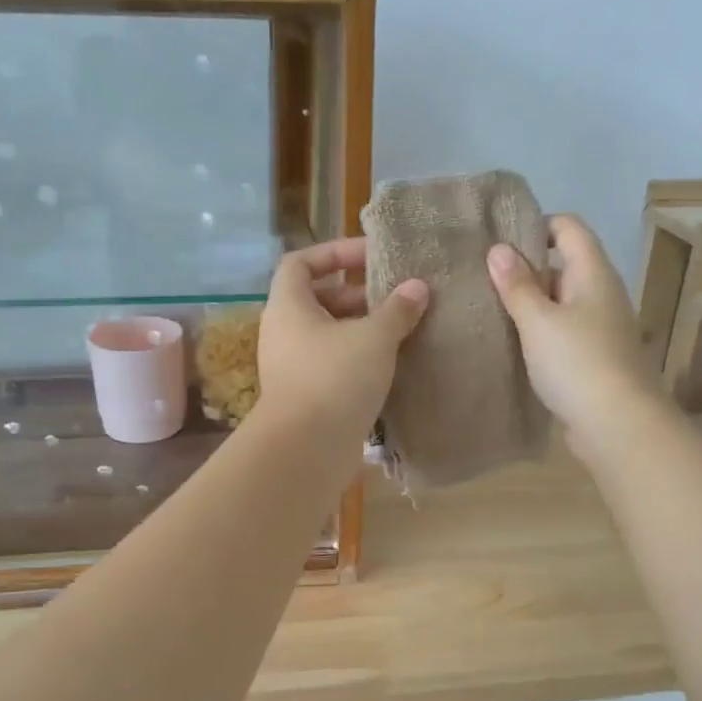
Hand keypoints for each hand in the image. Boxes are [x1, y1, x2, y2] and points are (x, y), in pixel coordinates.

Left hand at [256, 238, 428, 449]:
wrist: (306, 449)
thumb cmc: (335, 378)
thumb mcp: (374, 337)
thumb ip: (397, 309)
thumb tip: (417, 287)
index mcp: (288, 306)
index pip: (300, 262)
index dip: (334, 251)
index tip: (370, 256)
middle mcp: (284, 332)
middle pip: (317, 298)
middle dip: (357, 293)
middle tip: (395, 297)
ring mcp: (292, 365)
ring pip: (327, 333)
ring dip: (361, 328)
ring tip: (401, 330)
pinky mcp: (305, 395)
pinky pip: (332, 363)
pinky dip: (357, 358)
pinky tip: (390, 364)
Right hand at [486, 215, 651, 447]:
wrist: (617, 426)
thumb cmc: (577, 363)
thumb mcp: (538, 320)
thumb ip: (517, 285)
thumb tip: (498, 249)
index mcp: (592, 273)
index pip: (568, 227)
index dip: (536, 224)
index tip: (497, 238)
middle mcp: (600, 293)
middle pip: (562, 263)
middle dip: (524, 266)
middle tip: (480, 273)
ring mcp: (598, 327)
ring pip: (558, 300)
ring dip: (527, 302)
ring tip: (486, 305)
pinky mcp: (591, 357)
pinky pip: (560, 331)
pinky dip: (536, 330)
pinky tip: (508, 341)